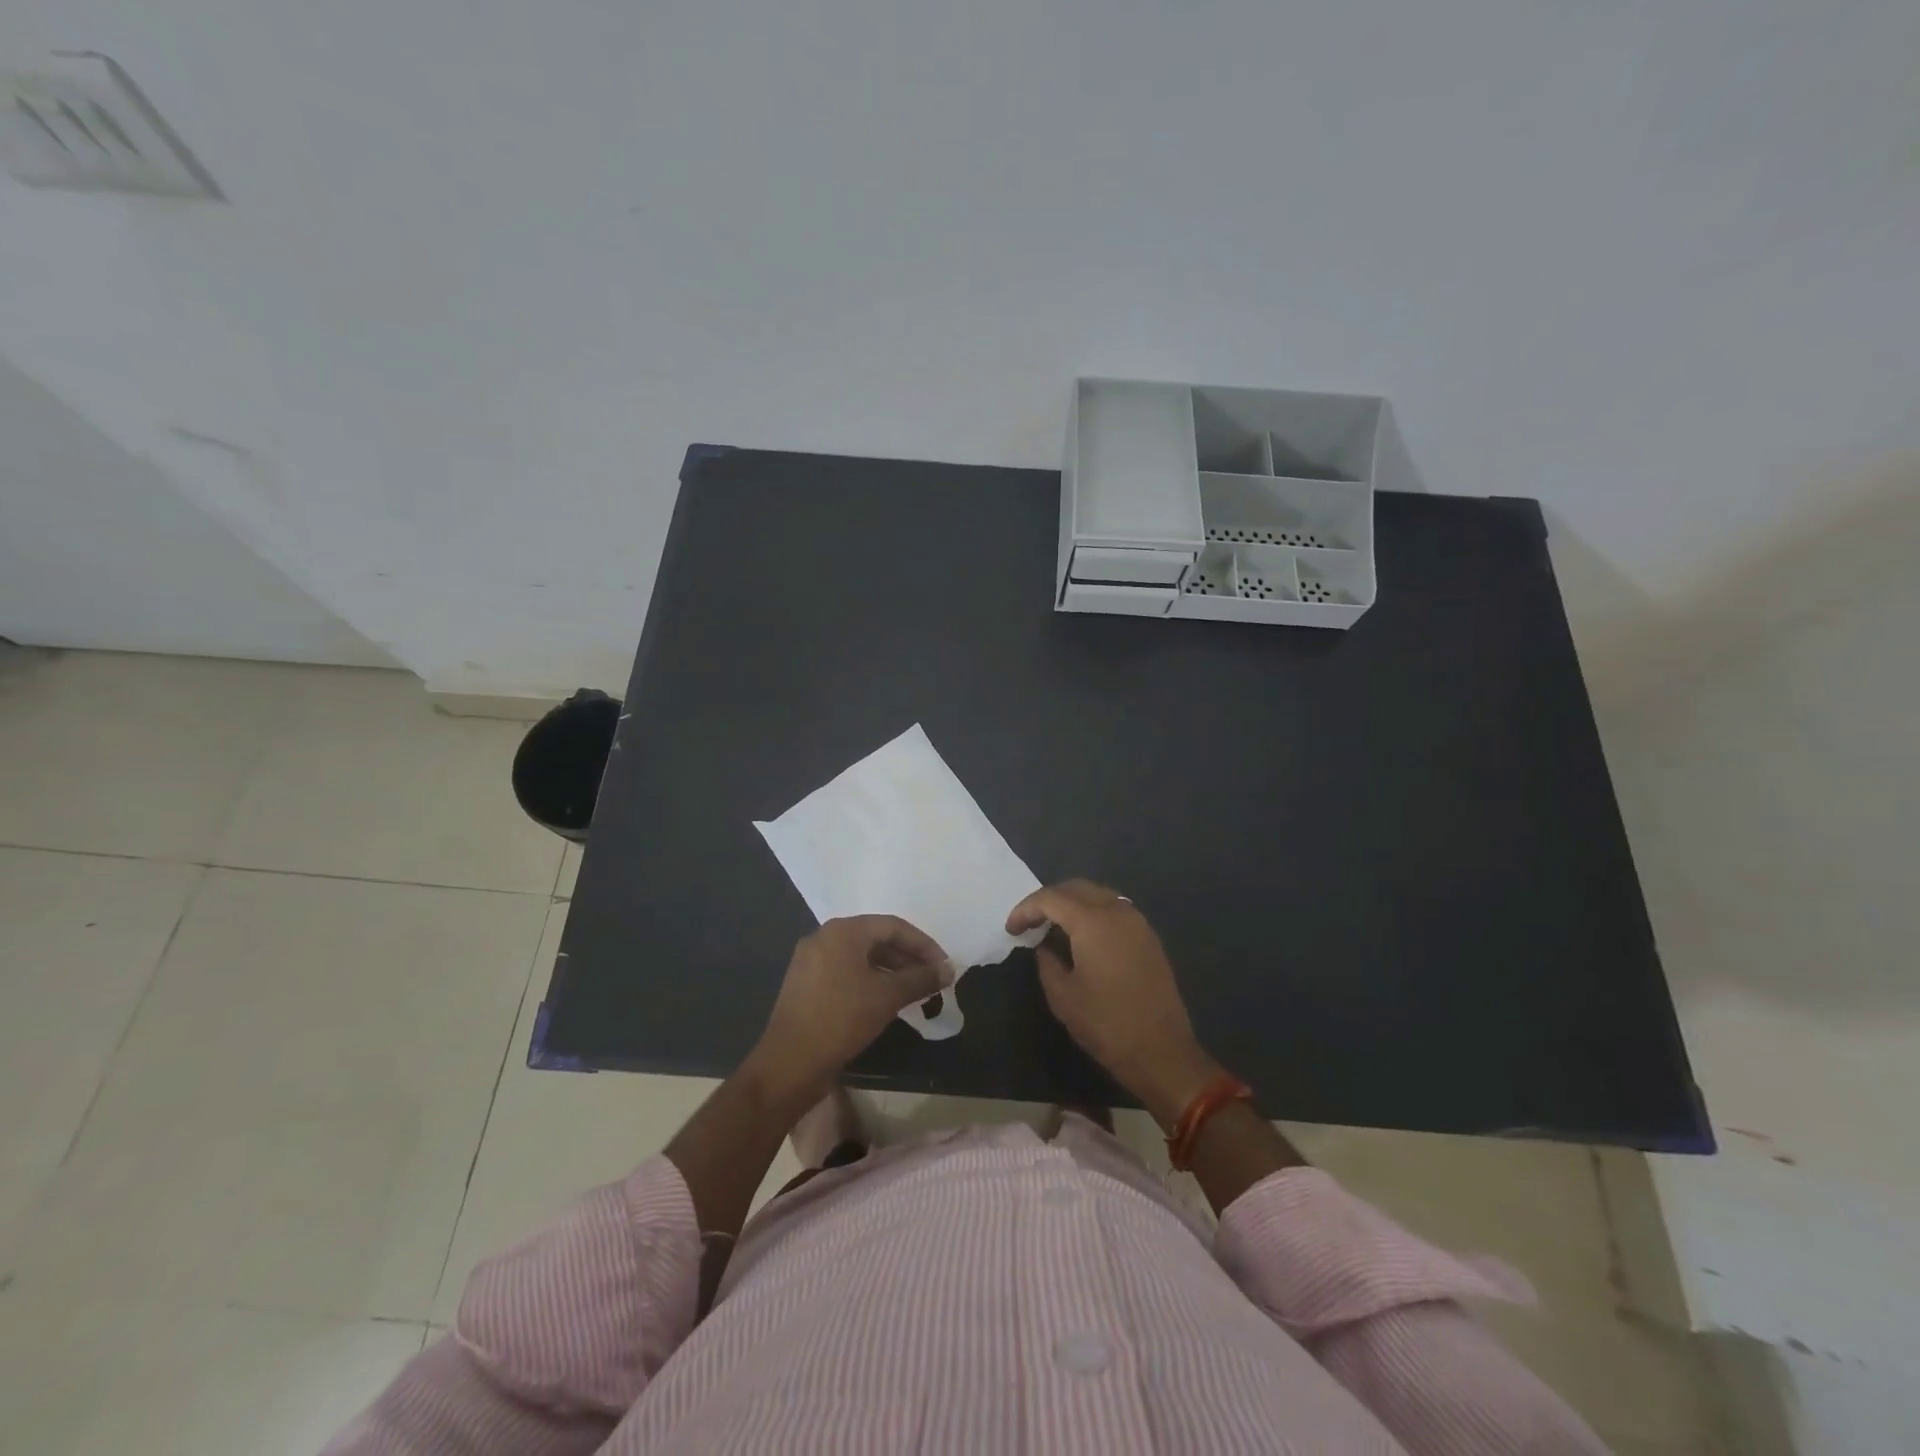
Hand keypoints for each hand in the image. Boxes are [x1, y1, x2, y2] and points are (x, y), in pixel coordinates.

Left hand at [752, 916, 951, 1098]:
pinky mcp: (805, 983)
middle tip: (932, 979)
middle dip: (908, 958)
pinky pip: (846, 971)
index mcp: (843, 931)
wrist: (790, 1063)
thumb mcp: (887, 997)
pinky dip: (870, 980)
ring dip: (891, 970)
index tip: (944, 966)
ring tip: (915, 991)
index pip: (894, 926)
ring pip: (861, 957)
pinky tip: (886, 1000)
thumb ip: (920, 978)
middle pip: (876, 938)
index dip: (924, 945)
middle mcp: (825, 937)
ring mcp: (811, 960)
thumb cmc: (842, 1019)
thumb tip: (949, 970)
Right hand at [1007, 880, 1221, 1128]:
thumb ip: (1047, 962)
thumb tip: (1044, 946)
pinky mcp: (1149, 937)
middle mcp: (1117, 911)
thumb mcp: (1063, 996)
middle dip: (1048, 899)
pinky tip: (1083, 936)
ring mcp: (1137, 922)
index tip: (1011, 929)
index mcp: (1092, 921)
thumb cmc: (1106, 1024)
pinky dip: (1093, 912)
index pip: (1050, 898)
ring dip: (1072, 903)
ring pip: (1098, 894)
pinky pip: (1115, 909)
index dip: (1025, 909)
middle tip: (1030, 922)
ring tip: (1053, 926)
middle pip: (1076, 888)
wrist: (1162, 1051)